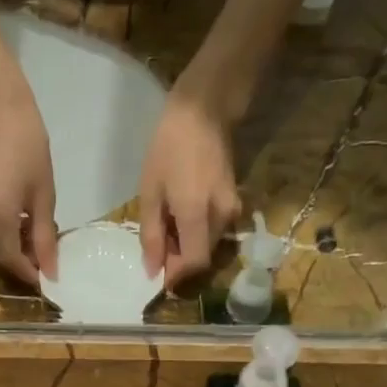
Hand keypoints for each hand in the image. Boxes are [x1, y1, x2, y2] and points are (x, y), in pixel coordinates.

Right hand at [0, 80, 58, 284]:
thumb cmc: (28, 146)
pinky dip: (5, 233)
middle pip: (0, 255)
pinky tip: (24, 223)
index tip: (51, 278)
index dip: (30, 273)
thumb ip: (45, 237)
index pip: (11, 260)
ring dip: (15, 247)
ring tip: (40, 237)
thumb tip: (51, 270)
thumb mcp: (43, 195)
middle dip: (24, 261)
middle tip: (49, 257)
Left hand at [138, 92, 243, 287]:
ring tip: (164, 226)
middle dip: (178, 260)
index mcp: (198, 215)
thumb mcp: (151, 191)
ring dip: (186, 245)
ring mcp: (232, 209)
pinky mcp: (235, 201)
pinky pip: (214, 228)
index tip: (158, 276)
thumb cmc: (170, 147)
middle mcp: (221, 217)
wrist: (205, 109)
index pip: (194, 264)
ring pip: (208, 243)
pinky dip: (195, 231)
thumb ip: (151, 234)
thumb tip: (152, 269)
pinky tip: (178, 215)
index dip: (176, 276)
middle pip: (202, 256)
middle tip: (155, 246)